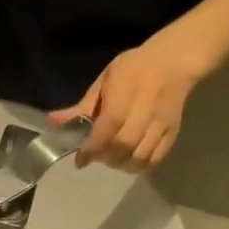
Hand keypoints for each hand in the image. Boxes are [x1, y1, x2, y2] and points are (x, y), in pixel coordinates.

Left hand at [57, 22, 211, 170]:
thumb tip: (54, 122)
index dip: (92, 146)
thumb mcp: (105, 81)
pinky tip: (128, 161)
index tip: (80, 158)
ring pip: (140, 155)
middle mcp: (145, 109)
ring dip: (120, 164)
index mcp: (126, 91)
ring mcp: (161, 122)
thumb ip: (82, 107)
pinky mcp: (172, 132)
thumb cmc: (134, 69)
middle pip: (124, 144)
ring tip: (111, 159)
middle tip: (96, 156)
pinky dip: (139, 166)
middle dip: (105, 156)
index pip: (108, 126)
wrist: (174, 61)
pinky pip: (155, 158)